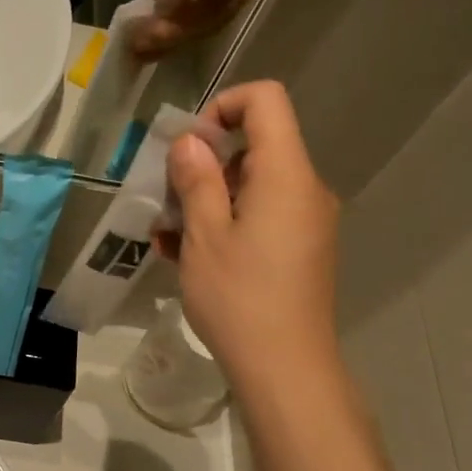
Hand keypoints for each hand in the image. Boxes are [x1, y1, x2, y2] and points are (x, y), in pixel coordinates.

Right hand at [159, 81, 340, 394]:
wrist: (285, 369)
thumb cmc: (240, 298)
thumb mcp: (204, 236)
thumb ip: (196, 179)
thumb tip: (190, 141)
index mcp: (286, 174)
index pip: (266, 101)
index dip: (223, 107)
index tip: (188, 146)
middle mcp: (305, 190)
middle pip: (256, 147)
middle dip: (204, 165)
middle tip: (166, 200)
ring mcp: (306, 223)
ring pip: (252, 188)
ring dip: (207, 201)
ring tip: (166, 237)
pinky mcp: (300, 252)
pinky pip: (261, 220)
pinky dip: (225, 226)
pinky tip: (186, 256)